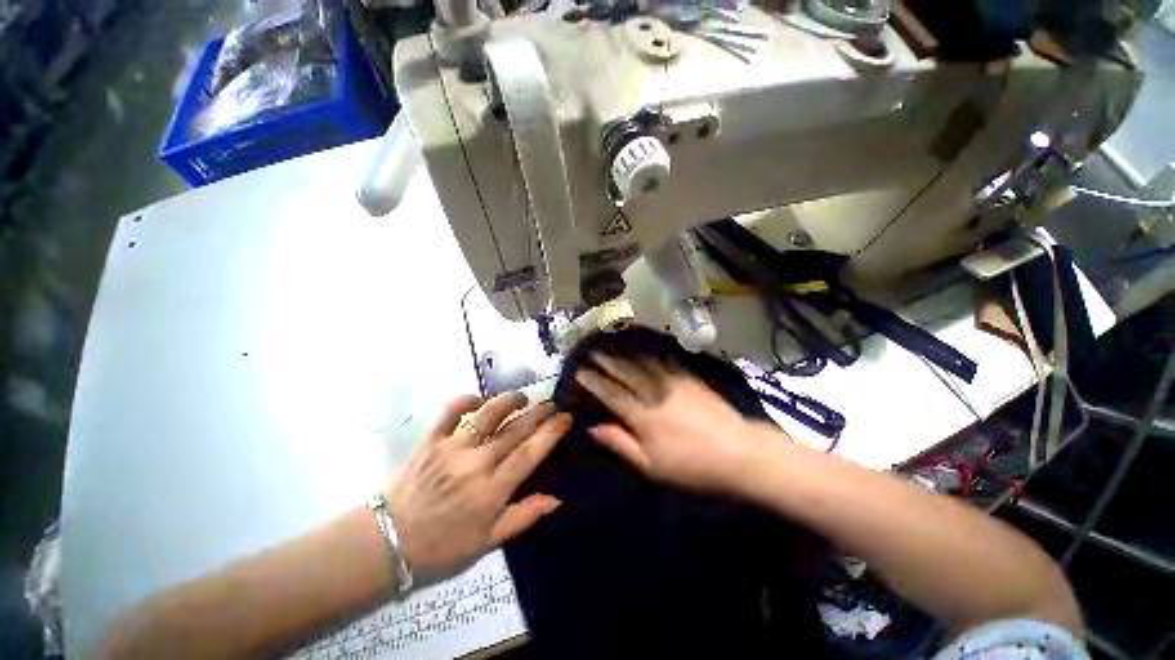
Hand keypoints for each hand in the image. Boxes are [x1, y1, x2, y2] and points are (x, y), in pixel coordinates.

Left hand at [385, 392, 571, 581]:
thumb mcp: (487, 542)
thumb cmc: (442, 546)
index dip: (551, 431)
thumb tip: (556, 499)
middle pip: (515, 429)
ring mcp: (451, 448)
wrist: (388, 542)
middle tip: (552, 404)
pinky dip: (466, 400)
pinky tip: (479, 399)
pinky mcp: (430, 440)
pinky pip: (450, 411)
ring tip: (523, 398)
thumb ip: (524, 517)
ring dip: (509, 401)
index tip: (565, 418)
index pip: (530, 452)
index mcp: (491, 490)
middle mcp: (475, 463)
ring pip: (487, 414)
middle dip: (538, 413)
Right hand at [575, 354, 769, 492]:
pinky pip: (664, 361)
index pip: (610, 393)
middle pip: (624, 371)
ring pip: (641, 362)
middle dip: (605, 360)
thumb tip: (593, 428)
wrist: (738, 452)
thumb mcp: (651, 466)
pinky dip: (649, 355)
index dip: (593, 381)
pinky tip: (644, 352)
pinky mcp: (689, 377)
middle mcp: (654, 392)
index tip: (579, 372)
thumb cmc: (692, 465)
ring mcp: (673, 381)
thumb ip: (621, 444)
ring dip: (624, 354)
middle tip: (591, 352)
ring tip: (611, 348)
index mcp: (642, 415)